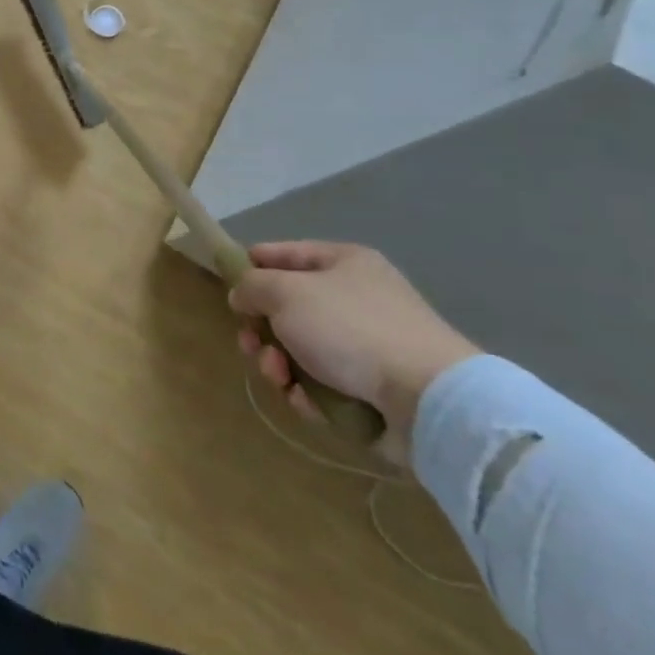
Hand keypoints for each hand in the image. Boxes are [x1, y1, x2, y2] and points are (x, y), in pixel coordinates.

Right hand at [230, 242, 478, 459]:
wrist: (427, 399)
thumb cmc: (350, 329)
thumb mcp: (285, 293)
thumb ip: (252, 286)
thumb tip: (242, 295)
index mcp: (344, 262)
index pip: (285, 253)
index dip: (252, 265)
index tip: (228, 286)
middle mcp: (357, 298)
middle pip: (288, 308)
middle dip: (261, 329)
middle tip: (250, 345)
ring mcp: (367, 344)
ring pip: (300, 349)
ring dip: (279, 364)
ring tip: (279, 378)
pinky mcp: (373, 387)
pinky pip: (323, 383)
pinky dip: (307, 392)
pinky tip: (306, 401)